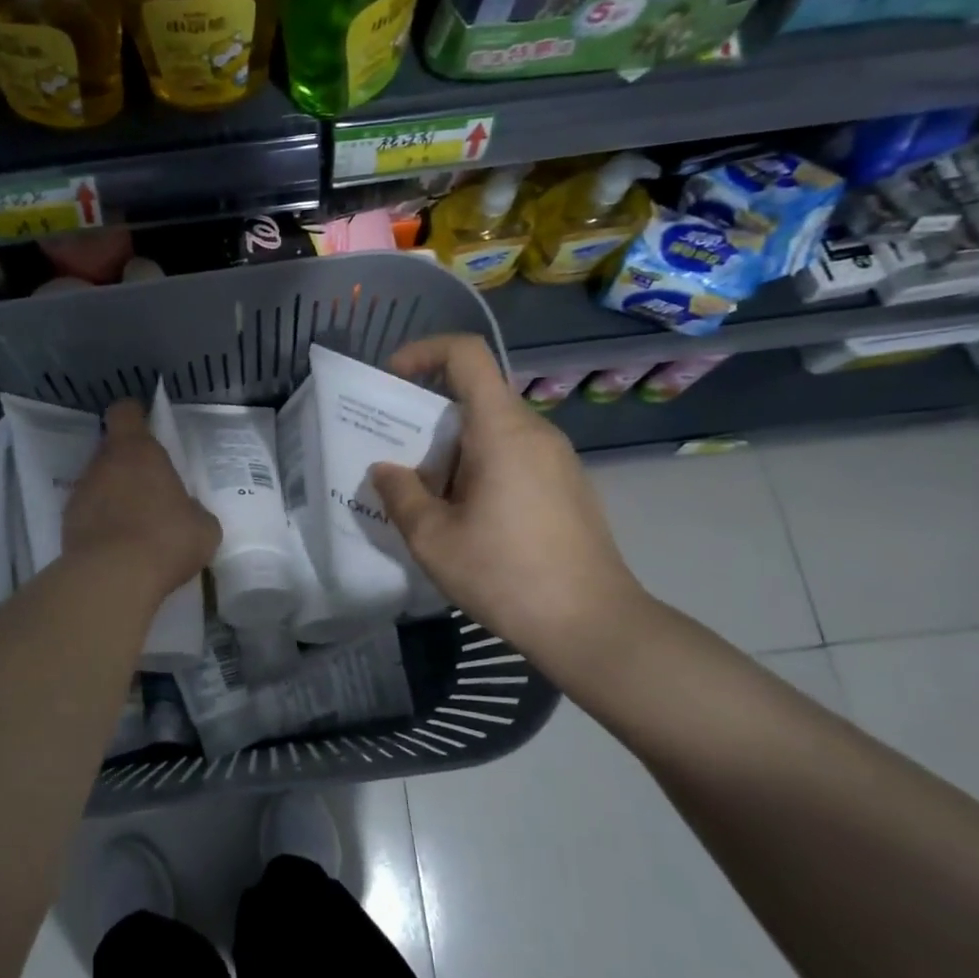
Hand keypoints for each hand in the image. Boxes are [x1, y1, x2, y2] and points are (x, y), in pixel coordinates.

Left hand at [65, 398, 219, 600]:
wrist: (112, 578)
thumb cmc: (166, 539)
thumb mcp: (203, 526)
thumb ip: (194, 510)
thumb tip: (187, 513)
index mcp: (138, 451)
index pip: (125, 412)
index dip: (135, 416)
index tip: (146, 426)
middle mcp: (103, 463)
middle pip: (111, 449)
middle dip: (128, 464)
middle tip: (151, 488)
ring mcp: (80, 493)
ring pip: (98, 482)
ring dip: (113, 495)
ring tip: (136, 525)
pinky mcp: (67, 524)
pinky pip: (88, 513)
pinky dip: (101, 523)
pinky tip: (119, 548)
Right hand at [369, 335, 647, 666]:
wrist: (593, 625)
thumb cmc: (506, 575)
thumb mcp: (433, 539)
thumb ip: (400, 495)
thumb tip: (385, 470)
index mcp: (502, 429)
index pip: (466, 354)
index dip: (423, 351)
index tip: (392, 379)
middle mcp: (535, 431)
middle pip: (475, 396)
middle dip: (428, 417)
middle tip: (396, 457)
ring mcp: (557, 458)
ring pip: (493, 430)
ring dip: (452, 450)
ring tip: (426, 497)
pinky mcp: (567, 485)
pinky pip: (514, 456)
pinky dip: (480, 468)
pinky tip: (467, 518)